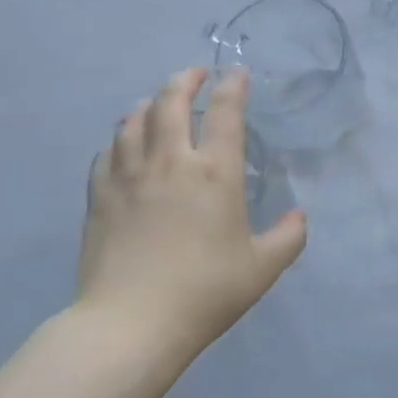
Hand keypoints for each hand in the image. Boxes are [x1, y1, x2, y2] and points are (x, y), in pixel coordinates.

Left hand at [75, 67, 306, 360]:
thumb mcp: (262, 269)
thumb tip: (298, 216)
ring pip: (134, 120)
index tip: (236, 73)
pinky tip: (124, 145)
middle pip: (171, 101)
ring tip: (158, 103)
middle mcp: (170, 162)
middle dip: (185, 80)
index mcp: (215, 173)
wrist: (130, 324)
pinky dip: (120, 139)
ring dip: (150, 104)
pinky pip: (107, 152)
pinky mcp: (99, 197)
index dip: (232, 85)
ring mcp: (129, 177)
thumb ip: (288, 237)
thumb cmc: (205, 292)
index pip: (225, 112)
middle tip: (195, 75)